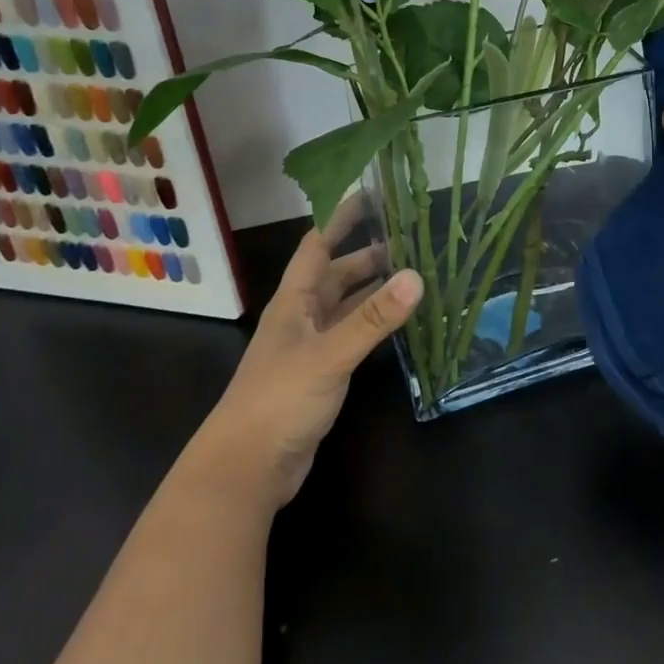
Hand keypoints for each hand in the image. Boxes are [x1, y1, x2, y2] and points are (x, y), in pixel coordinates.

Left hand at [204, 200, 421, 511]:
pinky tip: (398, 323)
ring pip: (346, 306)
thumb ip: (373, 318)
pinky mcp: (321, 375)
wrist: (245, 469)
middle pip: (336, 274)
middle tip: (411, 238)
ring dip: (374, 290)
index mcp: (295, 301)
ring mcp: (311, 347)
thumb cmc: (279, 400)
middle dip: (368, 254)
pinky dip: (374, 324)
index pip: (318, 245)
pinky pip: (352, 336)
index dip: (341, 217)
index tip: (372, 194)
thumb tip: (418, 276)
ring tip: (414, 274)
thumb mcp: (330, 354)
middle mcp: (302, 317)